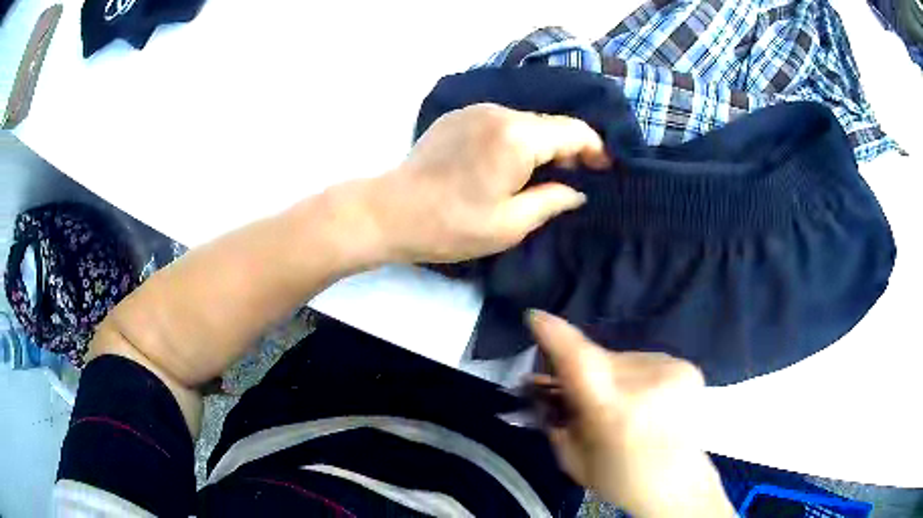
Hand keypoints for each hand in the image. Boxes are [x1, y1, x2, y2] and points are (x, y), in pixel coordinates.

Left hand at [371, 103, 609, 263]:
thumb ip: (552, 200)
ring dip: (541, 144)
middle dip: (569, 149)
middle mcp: (499, 112)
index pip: (574, 131)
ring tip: (539, 176)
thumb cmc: (451, 225)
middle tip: (572, 180)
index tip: (603, 170)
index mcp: (517, 137)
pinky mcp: (457, 116)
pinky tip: (507, 164)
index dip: (596, 149)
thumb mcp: (510, 224)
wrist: (390, 212)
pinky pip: (501, 122)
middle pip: (550, 124)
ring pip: (526, 122)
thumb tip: (576, 191)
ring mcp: (475, 110)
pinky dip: (516, 139)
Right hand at [528, 311, 735, 517]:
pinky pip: (644, 361)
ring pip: (622, 359)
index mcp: (615, 413)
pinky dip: (635, 376)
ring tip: (623, 404)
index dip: (555, 335)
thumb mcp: (573, 458)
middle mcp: (647, 383)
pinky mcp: (687, 367)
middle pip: (599, 358)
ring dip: (611, 375)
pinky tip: (646, 400)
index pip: (581, 361)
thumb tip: (537, 383)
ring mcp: (672, 370)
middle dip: (582, 371)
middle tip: (582, 395)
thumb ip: (553, 418)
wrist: (679, 483)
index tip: (534, 317)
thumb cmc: (619, 479)